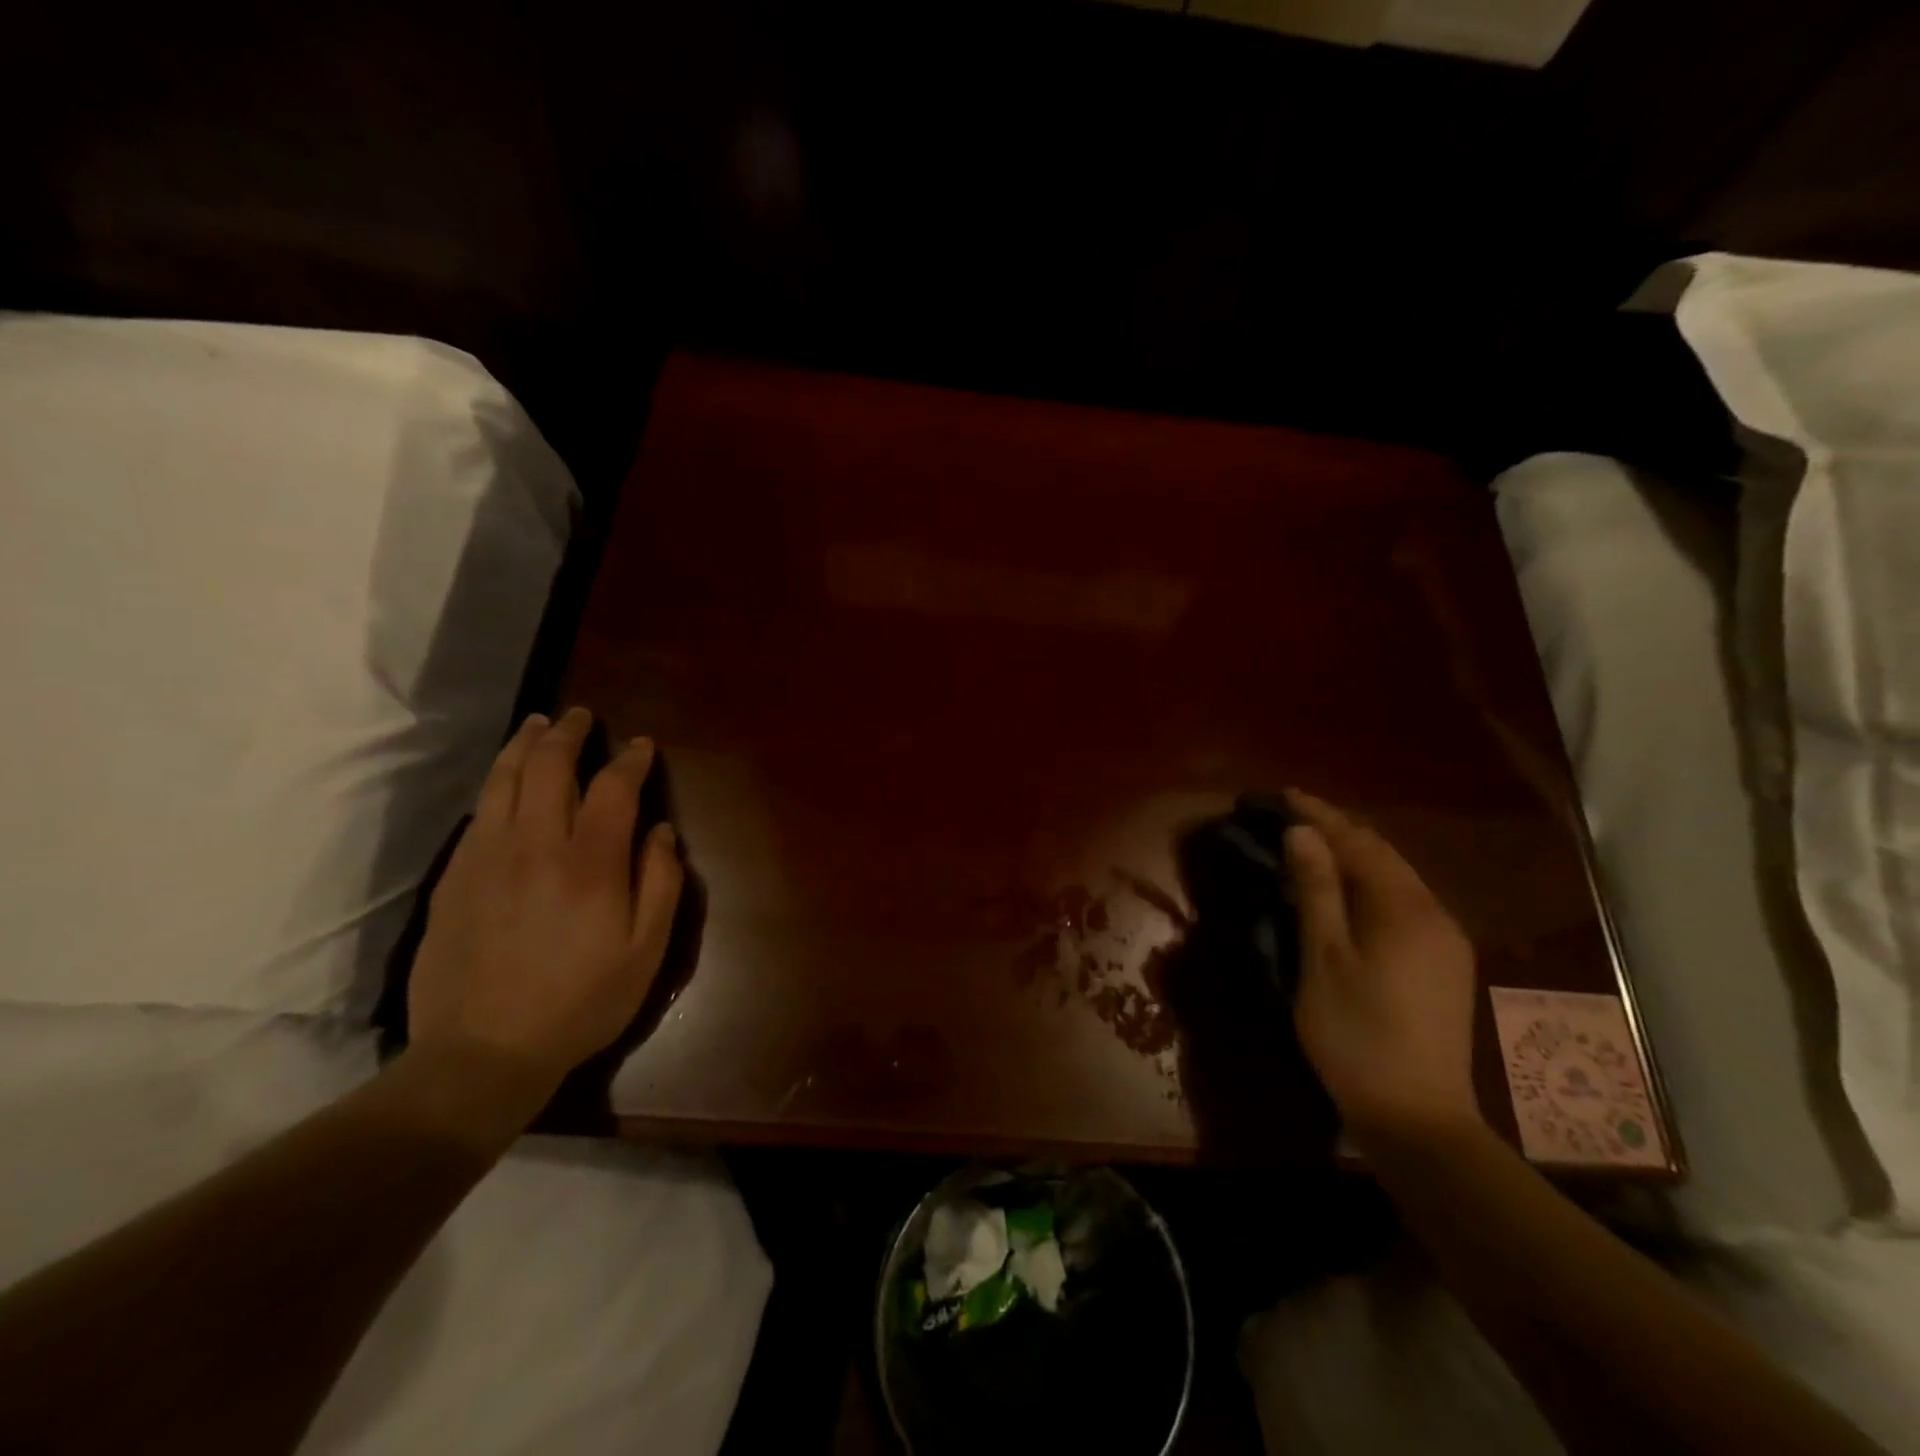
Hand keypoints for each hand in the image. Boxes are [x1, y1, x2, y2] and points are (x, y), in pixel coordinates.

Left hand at [408, 708, 684, 1105]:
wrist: (481, 1053)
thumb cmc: (580, 1003)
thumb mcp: (645, 952)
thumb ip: (660, 884)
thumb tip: (659, 831)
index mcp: (590, 864)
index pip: (612, 788)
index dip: (630, 760)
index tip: (641, 745)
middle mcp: (535, 846)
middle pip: (548, 768)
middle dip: (568, 733)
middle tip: (580, 716)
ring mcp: (486, 858)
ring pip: (503, 781)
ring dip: (524, 746)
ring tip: (537, 725)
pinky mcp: (454, 878)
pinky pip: (479, 814)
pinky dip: (497, 785)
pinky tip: (505, 783)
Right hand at [1283, 789, 1479, 1146]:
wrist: (1418, 1118)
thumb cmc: (1356, 1034)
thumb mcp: (1324, 959)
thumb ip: (1316, 891)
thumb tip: (1303, 833)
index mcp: (1404, 909)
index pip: (1359, 843)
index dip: (1320, 815)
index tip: (1284, 794)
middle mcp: (1435, 914)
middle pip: (1383, 854)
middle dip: (1339, 828)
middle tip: (1294, 813)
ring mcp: (1445, 940)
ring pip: (1396, 878)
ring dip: (1355, 854)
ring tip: (1314, 842)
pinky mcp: (1444, 964)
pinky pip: (1404, 902)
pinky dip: (1370, 883)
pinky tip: (1348, 890)